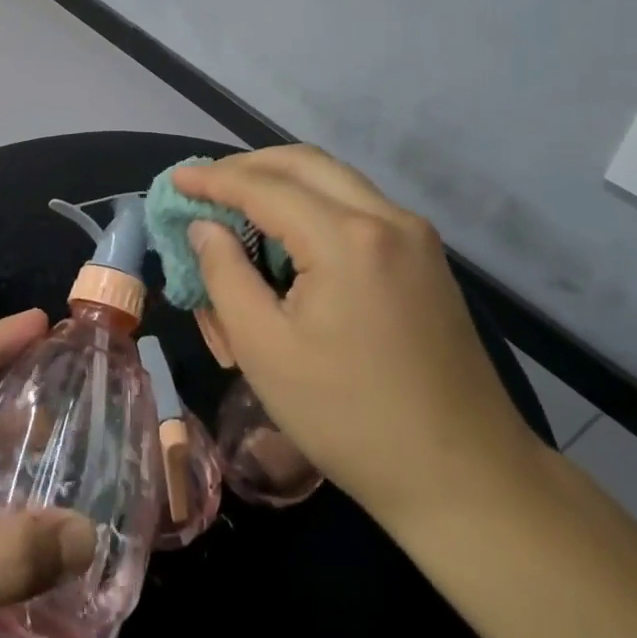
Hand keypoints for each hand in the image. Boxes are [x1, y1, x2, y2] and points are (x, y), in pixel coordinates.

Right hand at [176, 147, 546, 533]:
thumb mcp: (264, 349)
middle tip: (205, 186)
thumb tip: (205, 227)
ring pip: (337, 181)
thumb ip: (225, 275)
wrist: (461, 473)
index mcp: (346, 239)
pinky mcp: (427, 260)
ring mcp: (416, 237)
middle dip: (249, 166)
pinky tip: (290, 236)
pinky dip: (316, 205)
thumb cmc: (347, 418)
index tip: (175, 180)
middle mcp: (388, 219)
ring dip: (284, 182)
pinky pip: (360, 208)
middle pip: (307, 163)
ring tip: (239, 205)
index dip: (214, 180)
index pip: (265, 187)